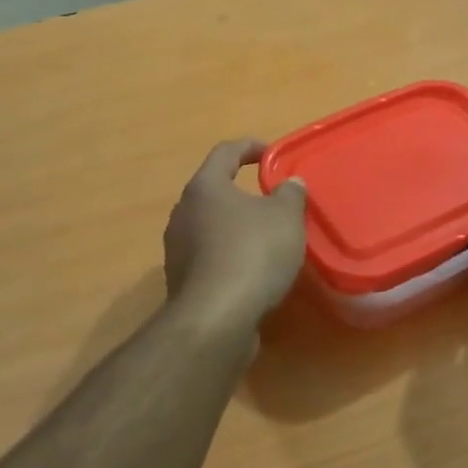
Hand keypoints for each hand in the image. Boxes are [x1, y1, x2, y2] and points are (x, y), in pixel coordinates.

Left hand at [163, 139, 307, 326]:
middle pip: (214, 191)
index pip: (225, 152)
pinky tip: (253, 271)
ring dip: (236, 228)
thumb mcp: (285, 217)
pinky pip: (210, 257)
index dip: (249, 147)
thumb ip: (290, 194)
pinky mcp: (182, 282)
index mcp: (205, 187)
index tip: (271, 154)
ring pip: (210, 227)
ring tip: (266, 238)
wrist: (216, 319)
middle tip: (272, 200)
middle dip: (242, 193)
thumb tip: (290, 183)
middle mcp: (183, 213)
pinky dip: (230, 257)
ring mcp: (178, 249)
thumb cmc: (252, 253)